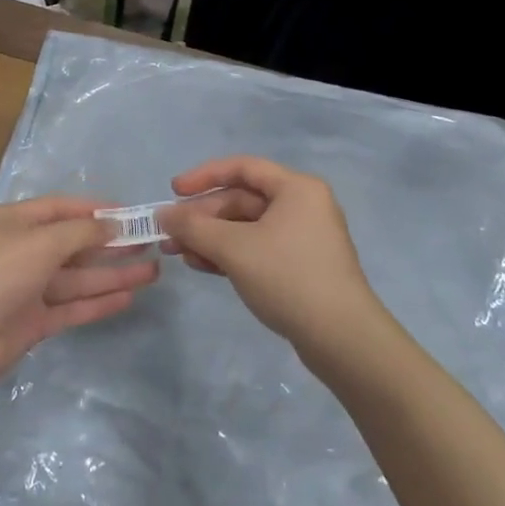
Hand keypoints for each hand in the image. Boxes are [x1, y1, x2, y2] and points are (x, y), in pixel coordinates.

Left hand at [0, 197, 159, 389]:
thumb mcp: (40, 241)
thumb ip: (80, 233)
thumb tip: (112, 224)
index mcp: (14, 222)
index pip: (61, 208)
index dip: (96, 210)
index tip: (132, 213)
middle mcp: (21, 251)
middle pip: (73, 244)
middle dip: (111, 243)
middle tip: (150, 243)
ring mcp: (27, 289)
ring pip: (77, 278)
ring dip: (112, 274)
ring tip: (153, 271)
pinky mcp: (32, 322)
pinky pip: (71, 307)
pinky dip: (98, 302)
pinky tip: (129, 297)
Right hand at [159, 157, 385, 356]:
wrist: (341, 338)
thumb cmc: (288, 277)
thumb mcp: (234, 249)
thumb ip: (194, 227)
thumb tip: (163, 215)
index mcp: (296, 188)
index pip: (242, 168)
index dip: (204, 176)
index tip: (173, 191)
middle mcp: (302, 205)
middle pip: (242, 200)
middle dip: (203, 216)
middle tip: (169, 234)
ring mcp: (302, 238)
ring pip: (247, 227)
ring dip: (211, 238)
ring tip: (177, 254)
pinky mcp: (300, 266)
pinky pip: (257, 248)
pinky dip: (229, 254)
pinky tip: (201, 265)